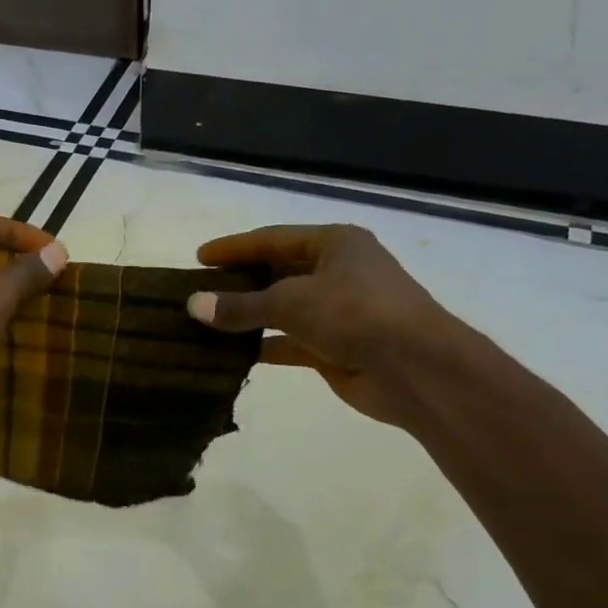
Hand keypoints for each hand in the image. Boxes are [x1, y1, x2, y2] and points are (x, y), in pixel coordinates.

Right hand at [186, 224, 460, 426]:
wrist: (414, 367)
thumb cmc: (355, 314)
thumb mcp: (291, 302)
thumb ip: (240, 306)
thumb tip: (193, 305)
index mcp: (334, 244)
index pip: (272, 240)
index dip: (234, 248)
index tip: (199, 258)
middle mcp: (336, 272)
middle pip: (276, 273)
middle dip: (238, 284)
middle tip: (198, 294)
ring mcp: (336, 312)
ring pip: (281, 311)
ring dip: (247, 318)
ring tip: (206, 325)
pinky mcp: (333, 348)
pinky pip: (288, 343)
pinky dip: (262, 347)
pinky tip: (230, 355)